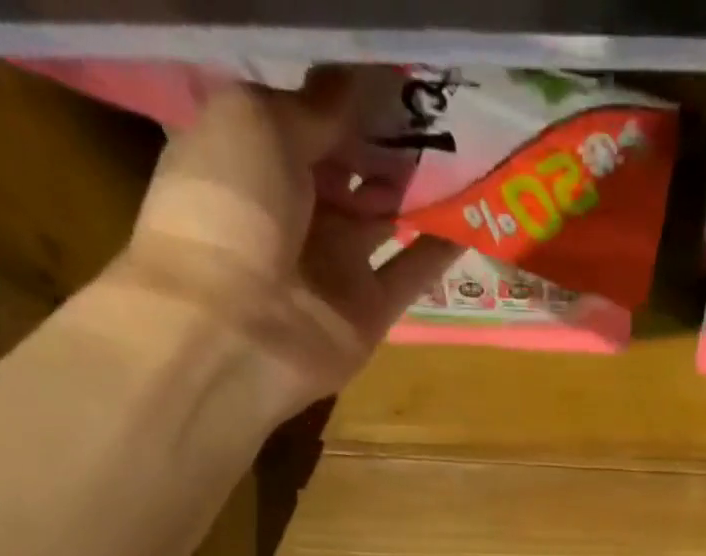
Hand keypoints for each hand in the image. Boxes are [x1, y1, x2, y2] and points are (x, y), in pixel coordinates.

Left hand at [109, 68, 459, 417]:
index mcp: (255, 158)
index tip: (396, 79)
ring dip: (417, 189)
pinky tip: (474, 215)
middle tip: (438, 111)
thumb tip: (358, 85)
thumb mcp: (258, 123)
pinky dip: (439, 249)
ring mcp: (336, 266)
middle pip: (351, 170)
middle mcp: (296, 211)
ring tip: (464, 151)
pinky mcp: (370, 311)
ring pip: (384, 218)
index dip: (348, 102)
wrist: (235, 325)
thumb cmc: (231, 208)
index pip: (309, 122)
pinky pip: (411, 273)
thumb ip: (316, 108)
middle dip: (388, 142)